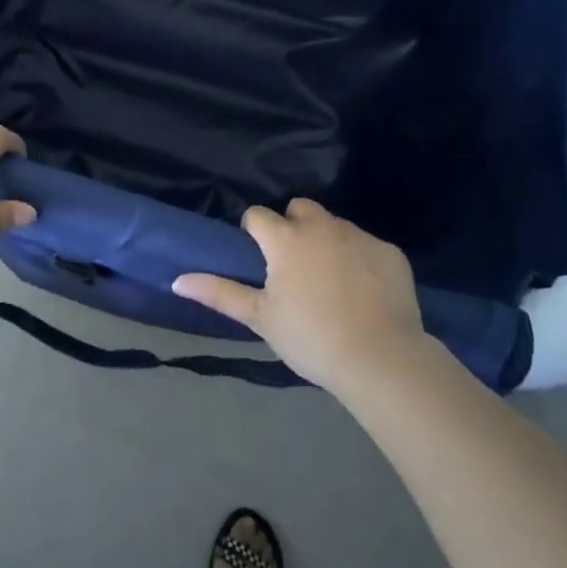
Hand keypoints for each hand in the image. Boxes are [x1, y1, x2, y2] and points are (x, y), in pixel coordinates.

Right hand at [172, 198, 429, 394]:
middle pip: (299, 208)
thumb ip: (219, 293)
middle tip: (295, 266)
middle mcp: (321, 225)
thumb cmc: (310, 338)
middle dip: (293, 227)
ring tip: (331, 280)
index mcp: (285, 238)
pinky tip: (364, 291)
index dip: (254, 233)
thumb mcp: (260, 318)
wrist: (380, 359)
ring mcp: (358, 235)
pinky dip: (360, 259)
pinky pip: (366, 244)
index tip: (260, 259)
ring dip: (326, 240)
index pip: (257, 215)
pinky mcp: (389, 250)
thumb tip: (177, 280)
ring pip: (334, 224)